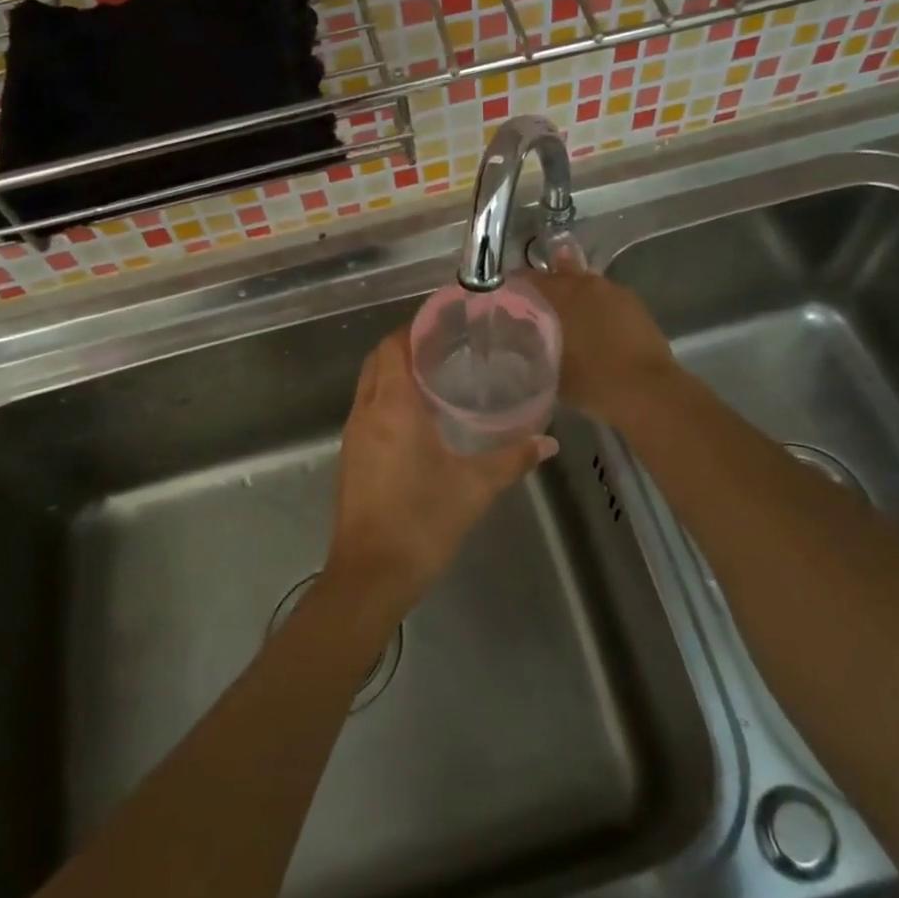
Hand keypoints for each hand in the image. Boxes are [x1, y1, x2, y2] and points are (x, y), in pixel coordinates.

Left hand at [329, 327, 555, 615]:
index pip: (393, 346)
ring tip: (435, 376)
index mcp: (392, 406)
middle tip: (446, 347)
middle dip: (404, 347)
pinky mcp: (350, 458)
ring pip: (369, 386)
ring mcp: (352, 436)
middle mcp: (366, 412)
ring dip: (393, 373)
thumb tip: (549, 441)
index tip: (445, 323)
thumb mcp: (475, 487)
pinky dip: (386, 399)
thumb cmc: (422, 522)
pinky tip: (417, 418)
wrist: (370, 575)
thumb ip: (513, 459)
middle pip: (377, 361)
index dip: (414, 328)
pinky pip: (366, 411)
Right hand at [519, 260, 678, 429]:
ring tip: (566, 320)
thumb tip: (520, 338)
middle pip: (560, 275)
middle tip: (534, 309)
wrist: (647, 391)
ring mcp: (616, 293)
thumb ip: (532, 346)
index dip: (514, 287)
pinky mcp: (636, 306)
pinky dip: (595, 309)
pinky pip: (606, 300)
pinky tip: (592, 329)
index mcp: (562, 293)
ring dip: (573, 298)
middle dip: (546, 289)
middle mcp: (588, 284)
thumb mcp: (549, 368)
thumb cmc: (592, 380)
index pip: (528, 278)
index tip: (504, 300)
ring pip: (585, 287)